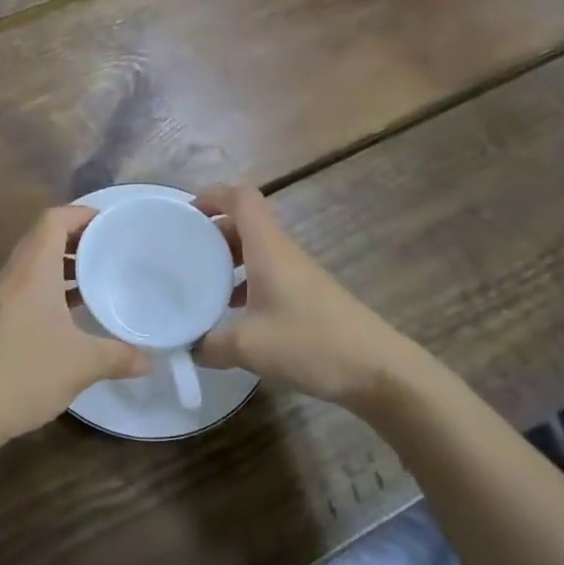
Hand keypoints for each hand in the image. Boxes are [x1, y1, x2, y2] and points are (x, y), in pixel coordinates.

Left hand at [0, 206, 150, 448]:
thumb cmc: (24, 373)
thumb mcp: (81, 364)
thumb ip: (120, 356)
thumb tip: (151, 360)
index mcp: (33, 271)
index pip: (53, 219)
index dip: (81, 213)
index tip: (111, 224)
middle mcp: (14, 276)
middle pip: (42, 237)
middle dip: (76, 237)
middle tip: (110, 248)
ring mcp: (0, 299)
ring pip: (33, 264)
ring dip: (62, 264)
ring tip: (96, 277)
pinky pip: (26, 288)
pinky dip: (50, 288)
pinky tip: (71, 314)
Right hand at [192, 184, 408, 409]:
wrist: (378, 370)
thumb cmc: (310, 343)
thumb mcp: (248, 347)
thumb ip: (209, 345)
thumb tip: (187, 347)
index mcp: (268, 247)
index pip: (241, 197)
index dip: (212, 194)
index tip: (185, 214)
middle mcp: (283, 252)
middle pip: (245, 222)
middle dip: (213, 230)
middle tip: (184, 252)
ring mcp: (298, 274)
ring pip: (257, 250)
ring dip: (229, 259)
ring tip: (202, 283)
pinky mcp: (308, 297)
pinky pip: (268, 275)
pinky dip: (246, 283)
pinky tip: (233, 314)